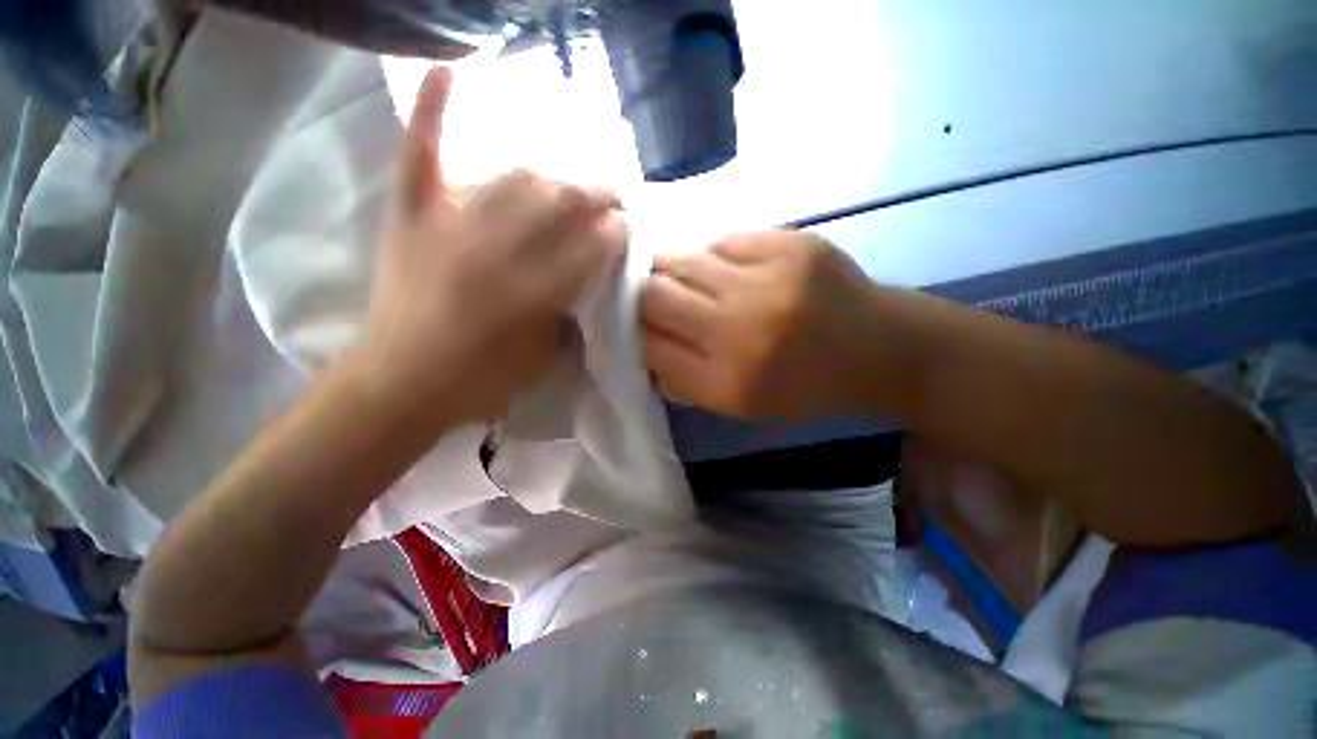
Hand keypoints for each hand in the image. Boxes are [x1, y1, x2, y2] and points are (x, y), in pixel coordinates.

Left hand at [358, 68, 625, 426]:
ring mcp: (451, 226)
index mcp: (534, 293)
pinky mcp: (413, 218)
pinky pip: (422, 154)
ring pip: (515, 180)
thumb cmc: (482, 381)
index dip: (616, 233)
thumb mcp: (544, 358)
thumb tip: (589, 277)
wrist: (401, 384)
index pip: (592, 248)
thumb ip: (570, 313)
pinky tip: (451, 69)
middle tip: (614, 196)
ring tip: (569, 185)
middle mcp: (498, 251)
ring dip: (553, 178)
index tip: (628, 227)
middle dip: (597, 195)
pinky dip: (435, 111)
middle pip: (560, 204)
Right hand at [640, 231, 886, 420]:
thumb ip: (685, 381)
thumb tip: (643, 347)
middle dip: (642, 294)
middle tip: (651, 296)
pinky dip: (711, 255)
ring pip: (680, 258)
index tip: (635, 324)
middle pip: (653, 295)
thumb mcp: (741, 406)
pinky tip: (724, 267)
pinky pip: (720, 240)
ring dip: (670, 267)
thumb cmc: (807, 388)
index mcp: (727, 382)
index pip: (648, 345)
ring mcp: (766, 279)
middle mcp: (740, 329)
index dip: (633, 331)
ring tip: (684, 276)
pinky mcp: (787, 242)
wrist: (882, 348)